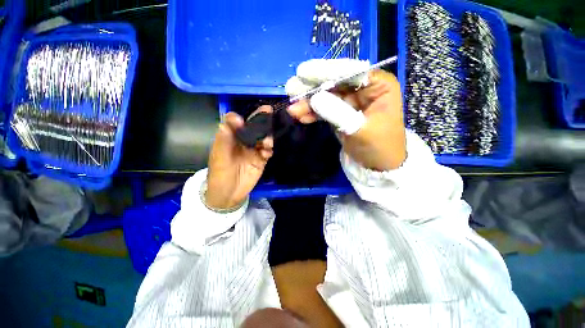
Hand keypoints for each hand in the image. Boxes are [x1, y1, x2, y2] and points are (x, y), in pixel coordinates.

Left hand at [205, 106, 273, 209]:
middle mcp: (242, 141)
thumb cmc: (219, 176)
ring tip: (267, 143)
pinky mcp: (261, 159)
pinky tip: (267, 154)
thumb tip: (226, 123)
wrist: (229, 195)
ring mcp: (253, 150)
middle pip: (252, 126)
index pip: (233, 122)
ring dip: (267, 137)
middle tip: (268, 111)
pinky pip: (267, 151)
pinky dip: (269, 150)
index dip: (237, 119)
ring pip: (262, 137)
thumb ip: (223, 142)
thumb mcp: (219, 159)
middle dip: (260, 119)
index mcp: (229, 138)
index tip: (241, 121)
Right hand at [288, 70, 405, 171]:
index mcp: (379, 85)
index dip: (325, 71)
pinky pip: (325, 109)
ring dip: (309, 103)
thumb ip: (338, 113)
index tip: (302, 73)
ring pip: (327, 97)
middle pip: (335, 82)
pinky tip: (301, 117)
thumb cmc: (378, 148)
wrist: (377, 166)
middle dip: (312, 87)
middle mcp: (364, 89)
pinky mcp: (341, 113)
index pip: (350, 71)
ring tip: (292, 109)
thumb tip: (314, 98)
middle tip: (291, 89)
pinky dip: (313, 113)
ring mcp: (351, 102)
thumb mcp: (360, 131)